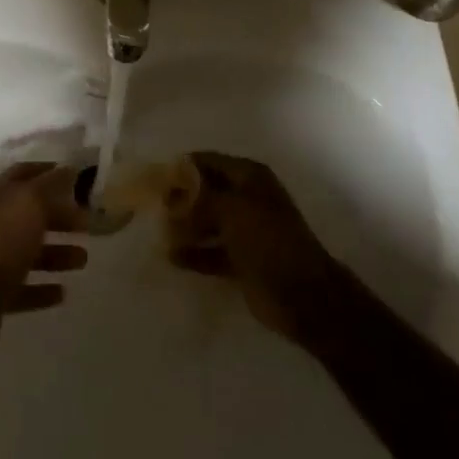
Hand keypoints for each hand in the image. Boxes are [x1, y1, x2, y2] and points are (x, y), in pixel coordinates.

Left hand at [0, 162, 87, 355]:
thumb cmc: (2, 240)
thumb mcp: (31, 202)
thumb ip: (52, 184)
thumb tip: (70, 168)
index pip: (25, 173)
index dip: (50, 172)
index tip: (78, 177)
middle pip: (31, 214)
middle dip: (60, 217)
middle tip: (89, 224)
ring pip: (30, 251)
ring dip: (57, 254)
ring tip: (83, 259)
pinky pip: (24, 286)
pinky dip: (42, 288)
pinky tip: (62, 292)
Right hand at [164, 152, 344, 343]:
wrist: (303, 296)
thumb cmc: (268, 240)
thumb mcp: (232, 210)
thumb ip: (199, 198)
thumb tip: (173, 192)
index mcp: (249, 177)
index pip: (208, 161)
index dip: (182, 168)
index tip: (155, 178)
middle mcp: (246, 198)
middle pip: (206, 191)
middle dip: (181, 199)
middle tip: (154, 208)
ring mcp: (245, 230)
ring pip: (207, 222)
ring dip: (185, 227)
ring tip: (160, 233)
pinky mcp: (241, 260)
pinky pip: (211, 251)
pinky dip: (194, 253)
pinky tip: (172, 257)